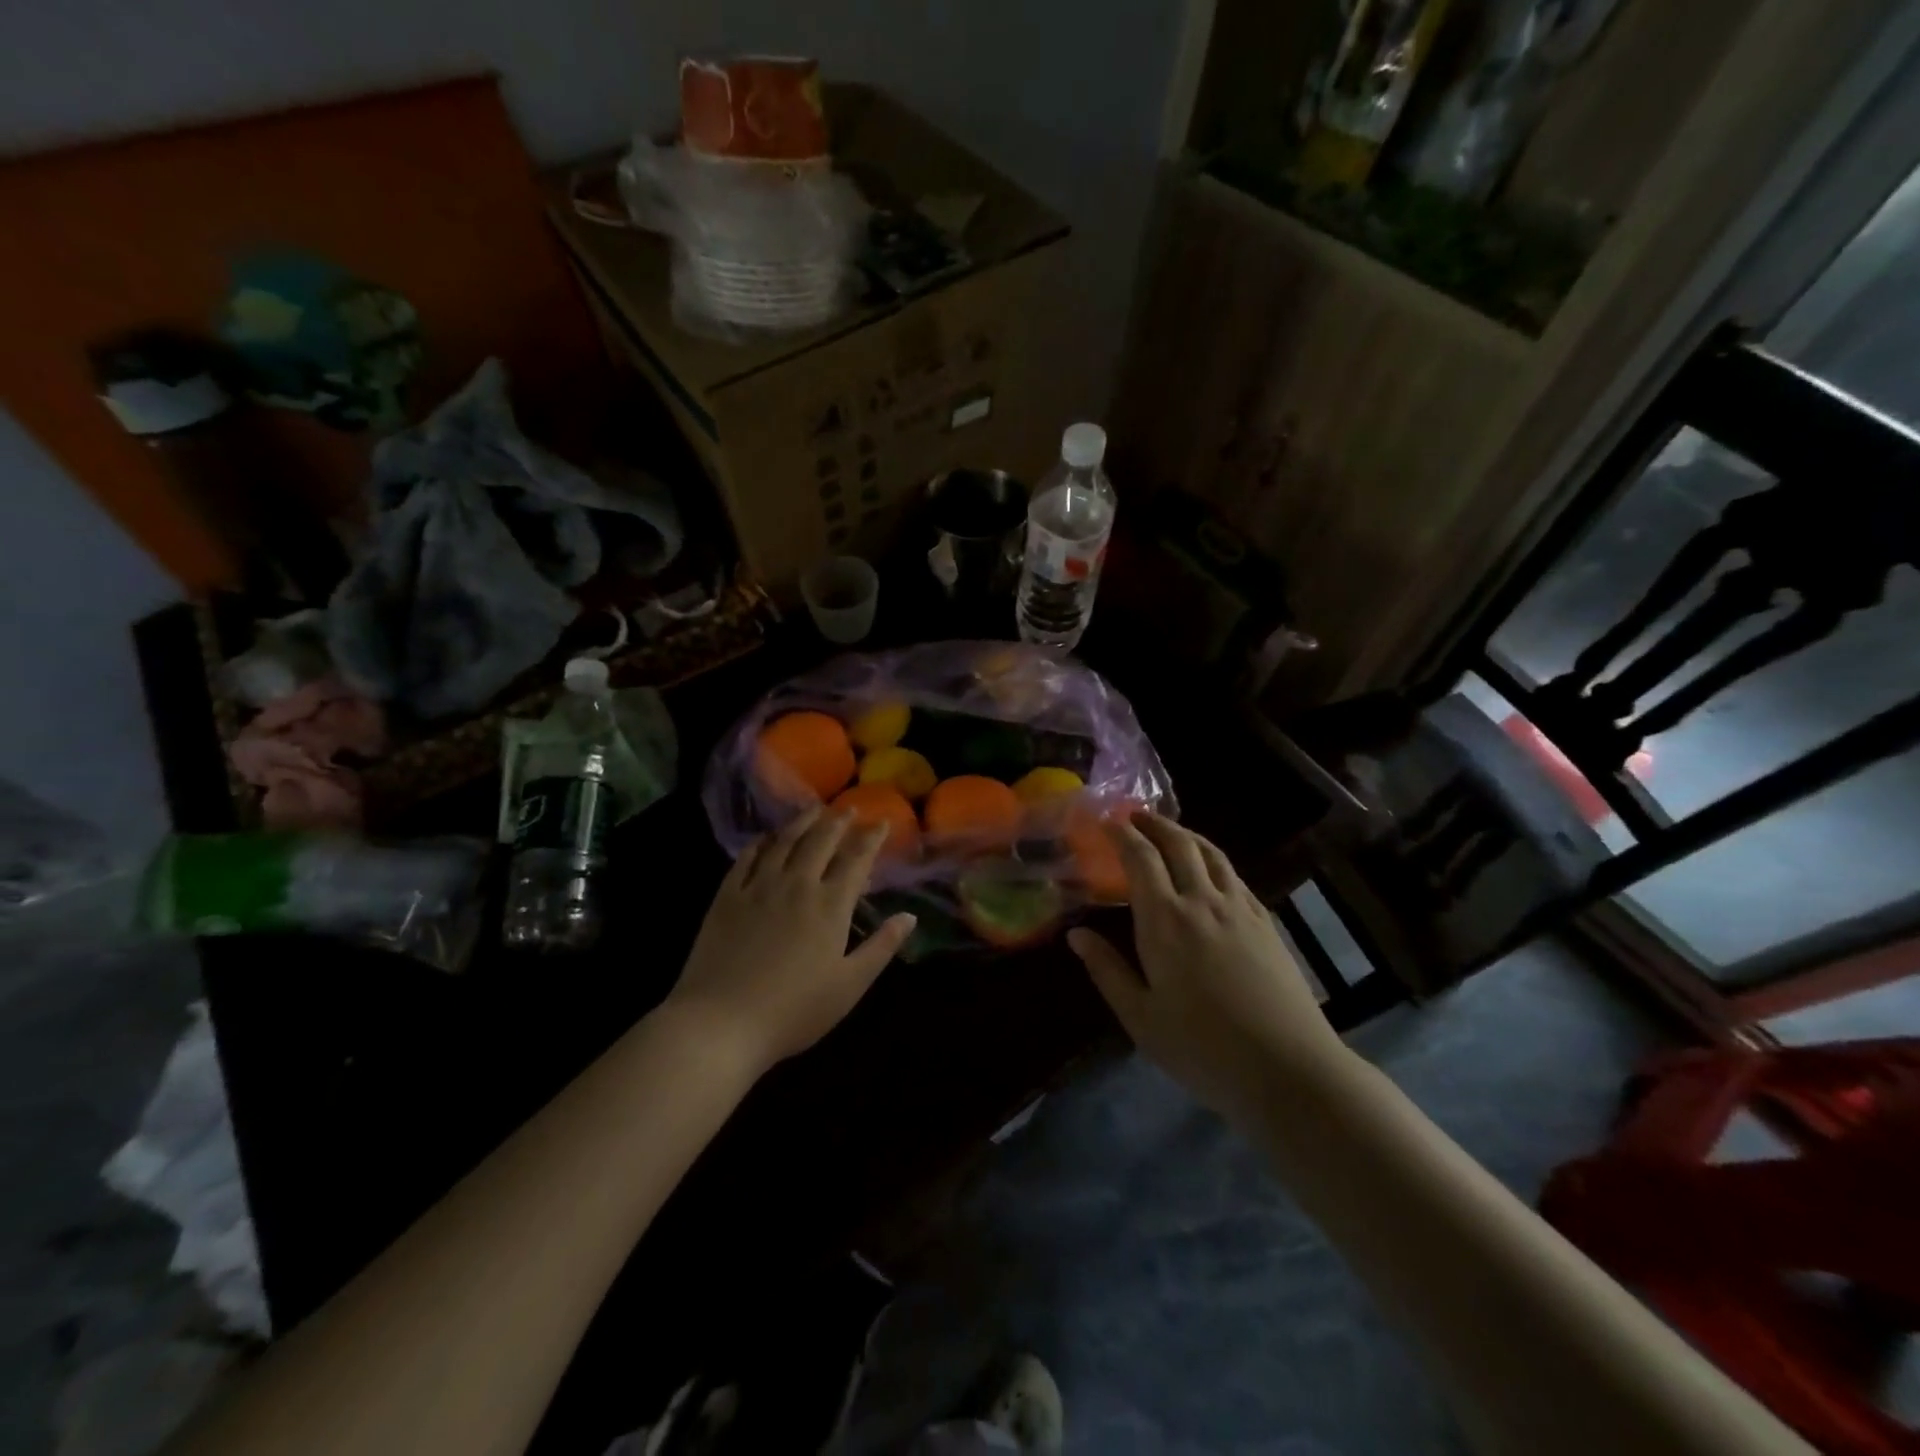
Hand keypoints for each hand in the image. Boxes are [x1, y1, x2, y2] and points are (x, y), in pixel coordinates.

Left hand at [666, 808, 916, 1072]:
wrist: (721, 1021)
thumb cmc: (794, 1010)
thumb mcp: (850, 986)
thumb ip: (881, 947)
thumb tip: (909, 916)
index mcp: (830, 905)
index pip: (856, 860)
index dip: (870, 838)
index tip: (881, 822)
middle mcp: (797, 885)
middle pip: (820, 841)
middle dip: (838, 821)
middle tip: (848, 808)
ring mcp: (758, 887)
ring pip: (784, 842)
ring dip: (802, 822)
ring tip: (813, 809)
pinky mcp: (727, 897)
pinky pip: (747, 858)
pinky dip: (761, 842)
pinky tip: (766, 838)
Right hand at [1067, 813, 1349, 1116]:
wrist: (1287, 1069)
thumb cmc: (1202, 1048)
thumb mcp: (1140, 1017)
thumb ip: (1107, 970)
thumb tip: (1076, 935)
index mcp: (1165, 920)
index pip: (1141, 858)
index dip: (1122, 834)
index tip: (1106, 821)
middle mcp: (1202, 902)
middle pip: (1179, 844)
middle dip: (1154, 823)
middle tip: (1135, 815)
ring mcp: (1240, 909)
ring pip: (1212, 854)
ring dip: (1187, 835)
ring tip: (1171, 832)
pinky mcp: (1266, 923)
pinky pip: (1235, 876)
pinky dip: (1214, 860)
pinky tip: (1211, 872)